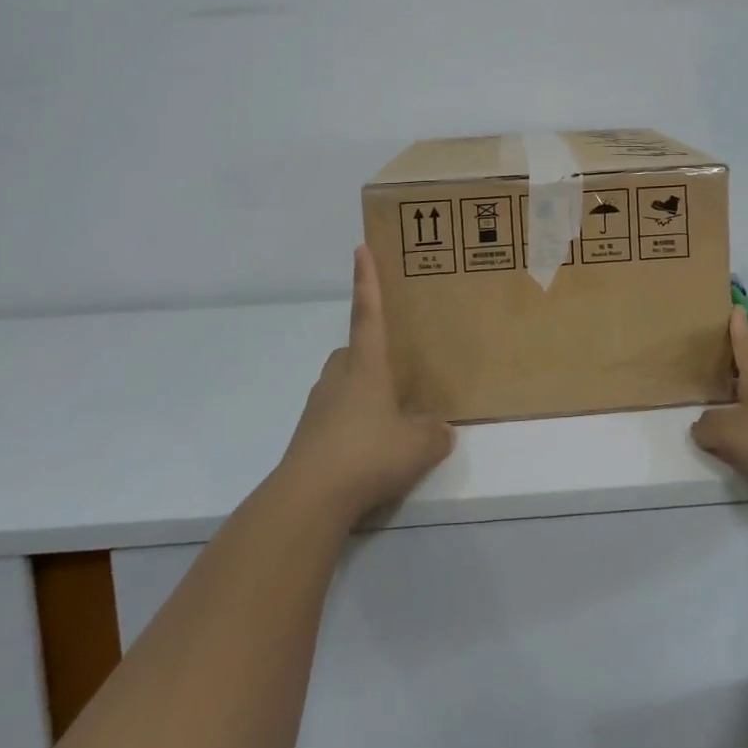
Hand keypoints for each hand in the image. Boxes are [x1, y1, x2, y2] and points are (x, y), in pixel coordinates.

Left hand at [279, 246, 455, 525]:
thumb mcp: (419, 446)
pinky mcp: (307, 437)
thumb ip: (436, 433)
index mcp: (366, 366)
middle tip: (393, 370)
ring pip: (341, 385)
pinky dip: (350, 425)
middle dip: (367, 352)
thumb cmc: (368, 455)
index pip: (369, 314)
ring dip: (360, 392)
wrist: (309, 499)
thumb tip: (440, 428)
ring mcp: (318, 408)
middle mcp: (339, 378)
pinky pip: (334, 417)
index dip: (367, 281)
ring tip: (387, 419)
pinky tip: (368, 451)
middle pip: (350, 351)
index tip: (360, 249)